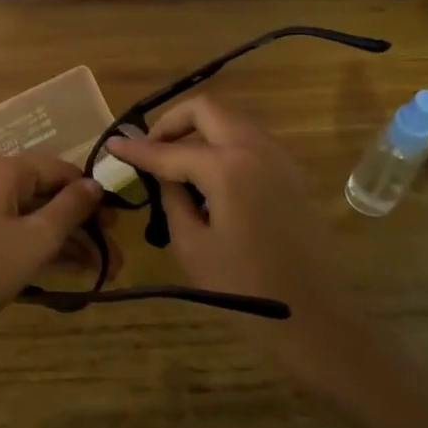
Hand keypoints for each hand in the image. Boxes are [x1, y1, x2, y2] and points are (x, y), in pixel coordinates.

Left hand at [0, 153, 103, 376]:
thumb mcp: (37, 240)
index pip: (59, 169)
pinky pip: (6, 227)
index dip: (91, 194)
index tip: (116, 223)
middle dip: (79, 225)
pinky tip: (64, 268)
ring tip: (97, 269)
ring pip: (26, 214)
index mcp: (0, 167)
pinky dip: (32, 243)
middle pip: (43, 193)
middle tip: (111, 255)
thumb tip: (95, 184)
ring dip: (61, 239)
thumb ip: (71, 208)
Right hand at [105, 97, 376, 388]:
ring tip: (176, 165)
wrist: (314, 317)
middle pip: (206, 110)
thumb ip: (172, 196)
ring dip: (200, 132)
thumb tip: (162, 172)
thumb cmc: (244, 288)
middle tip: (150, 150)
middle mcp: (256, 148)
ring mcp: (280, 158)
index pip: (170, 149)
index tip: (112, 144)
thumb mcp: (192, 245)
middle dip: (172, 123)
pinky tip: (209, 179)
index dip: (136, 148)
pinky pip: (250, 143)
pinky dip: (223, 146)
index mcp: (227, 166)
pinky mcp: (292, 174)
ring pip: (231, 122)